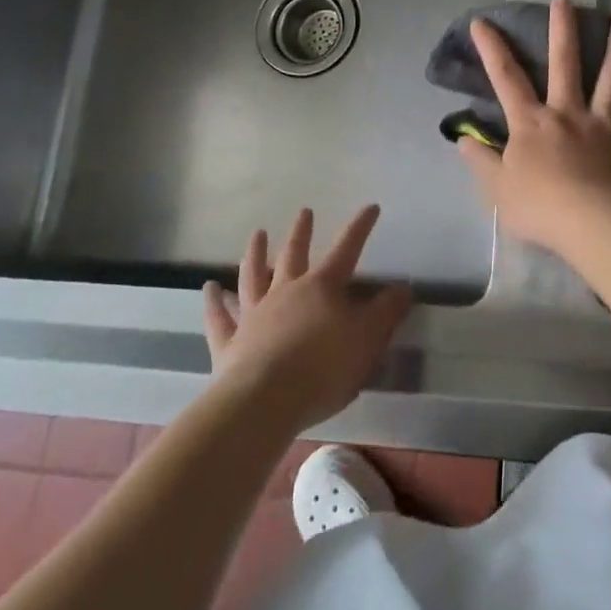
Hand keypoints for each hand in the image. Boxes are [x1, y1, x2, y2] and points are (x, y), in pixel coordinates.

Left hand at [202, 206, 412, 432]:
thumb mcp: (368, 339)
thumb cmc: (324, 368)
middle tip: (304, 211)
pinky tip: (208, 288)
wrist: (265, 401)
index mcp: (322, 288)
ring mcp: (254, 315)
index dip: (360, 228)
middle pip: (293, 254)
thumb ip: (386, 312)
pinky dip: (212, 301)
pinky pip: (219, 317)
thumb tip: (402, 288)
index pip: (347, 249)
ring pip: (253, 276)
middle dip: (302, 232)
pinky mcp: (230, 342)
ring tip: (257, 234)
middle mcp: (286, 292)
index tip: (370, 207)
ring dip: (255, 254)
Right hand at [458, 0, 610, 248]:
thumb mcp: (497, 190)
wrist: (594, 223)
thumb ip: (481, 162)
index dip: (492, 48)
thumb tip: (464, 140)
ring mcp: (602, 122)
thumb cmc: (540, 207)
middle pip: (565, 62)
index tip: (483, 21)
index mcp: (531, 123)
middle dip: (562, 27)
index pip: (506, 78)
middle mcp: (567, 112)